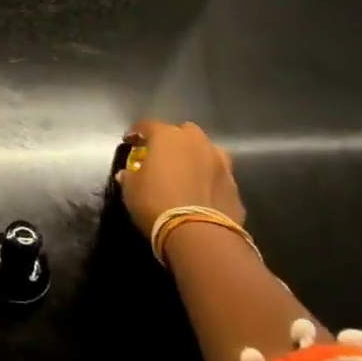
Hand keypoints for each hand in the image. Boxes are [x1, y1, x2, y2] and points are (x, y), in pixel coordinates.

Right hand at [117, 119, 244, 238]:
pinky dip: (210, 181)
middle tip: (163, 156)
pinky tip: (202, 195)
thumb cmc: (157, 203)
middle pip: (183, 132)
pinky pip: (218, 176)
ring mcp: (220, 162)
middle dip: (174, 140)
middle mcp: (196, 142)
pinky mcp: (234, 186)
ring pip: (207, 151)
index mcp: (167, 136)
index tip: (130, 142)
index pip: (148, 125)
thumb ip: (130, 177)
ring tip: (187, 173)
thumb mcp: (131, 190)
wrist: (199, 235)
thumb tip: (127, 174)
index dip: (137, 132)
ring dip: (197, 157)